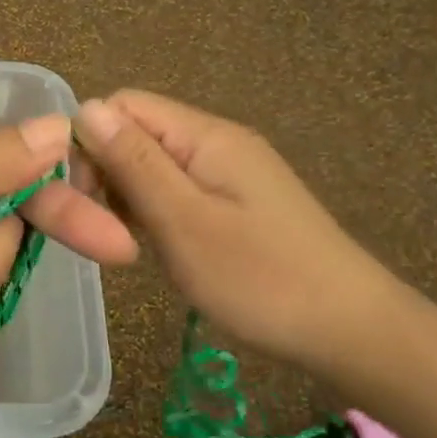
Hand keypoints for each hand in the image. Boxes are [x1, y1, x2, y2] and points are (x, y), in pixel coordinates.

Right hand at [71, 90, 409, 371]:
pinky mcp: (238, 202)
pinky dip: (156, 211)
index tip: (84, 197)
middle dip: (107, 172)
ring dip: (129, 196)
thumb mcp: (183, 221)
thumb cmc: (261, 278)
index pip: (122, 106)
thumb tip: (84, 108)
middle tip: (105, 230)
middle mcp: (217, 141)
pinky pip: (178, 189)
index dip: (90, 142)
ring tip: (130, 244)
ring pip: (154, 164)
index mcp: (205, 135)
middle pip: (137, 132)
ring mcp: (230, 172)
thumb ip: (133, 162)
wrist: (352, 331)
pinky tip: (158, 246)